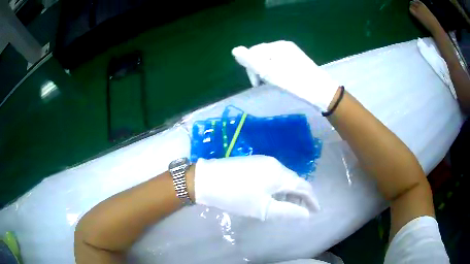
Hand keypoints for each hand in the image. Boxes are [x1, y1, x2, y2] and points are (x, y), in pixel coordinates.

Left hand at [193, 155, 319, 219]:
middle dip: (300, 196)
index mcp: (280, 173)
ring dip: (289, 192)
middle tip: (302, 211)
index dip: (312, 199)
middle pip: (294, 181)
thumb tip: (305, 214)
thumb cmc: (236, 196)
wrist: (206, 179)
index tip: (315, 211)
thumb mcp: (263, 209)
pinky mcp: (253, 162)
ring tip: (288, 206)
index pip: (303, 187)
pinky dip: (278, 186)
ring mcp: (263, 161)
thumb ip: (287, 211)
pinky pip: (273, 175)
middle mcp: (275, 163)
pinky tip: (273, 195)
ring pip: (283, 177)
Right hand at [232, 40, 338, 110]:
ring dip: (268, 71)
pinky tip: (283, 80)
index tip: (257, 84)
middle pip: (262, 55)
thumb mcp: (271, 73)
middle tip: (267, 84)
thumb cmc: (295, 83)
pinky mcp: (297, 60)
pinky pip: (280, 63)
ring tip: (275, 83)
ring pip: (270, 60)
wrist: (321, 91)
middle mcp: (284, 46)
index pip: (254, 52)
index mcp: (278, 46)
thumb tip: (234, 50)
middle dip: (260, 69)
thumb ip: (251, 61)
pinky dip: (277, 71)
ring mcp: (292, 52)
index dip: (251, 68)